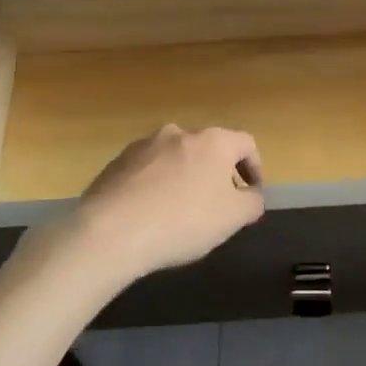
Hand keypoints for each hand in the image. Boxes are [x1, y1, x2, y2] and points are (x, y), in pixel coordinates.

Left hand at [75, 125, 265, 276]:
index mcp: (213, 141)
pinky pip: (147, 171)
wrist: (110, 232)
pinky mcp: (116, 162)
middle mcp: (179, 133)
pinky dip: (156, 186)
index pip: (246, 143)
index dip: (255, 167)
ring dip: (184, 177)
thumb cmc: (183, 221)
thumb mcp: (233, 218)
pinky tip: (150, 213)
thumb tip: (251, 195)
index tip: (252, 191)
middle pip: (208, 148)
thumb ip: (252, 202)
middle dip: (217, 173)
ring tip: (180, 210)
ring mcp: (143, 145)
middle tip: (217, 203)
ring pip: (175, 158)